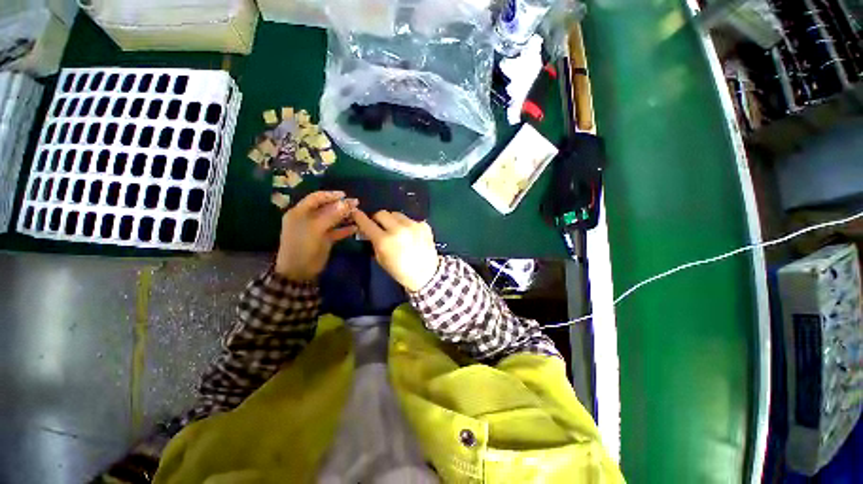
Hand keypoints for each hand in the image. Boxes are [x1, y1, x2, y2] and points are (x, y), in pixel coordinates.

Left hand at [275, 191, 358, 280]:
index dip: (330, 195)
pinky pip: (336, 231)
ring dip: (344, 216)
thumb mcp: (316, 228)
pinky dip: (345, 229)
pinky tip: (355, 228)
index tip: (345, 195)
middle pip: (326, 208)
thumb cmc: (303, 246)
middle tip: (356, 204)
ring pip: (333, 219)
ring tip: (357, 214)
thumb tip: (347, 202)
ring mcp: (317, 229)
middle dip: (340, 205)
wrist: (299, 271)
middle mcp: (308, 218)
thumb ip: (332, 215)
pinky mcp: (324, 239)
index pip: (316, 198)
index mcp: (300, 212)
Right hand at [352, 210, 439, 291]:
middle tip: (380, 225)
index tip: (356, 213)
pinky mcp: (424, 225)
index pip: (368, 223)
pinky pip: (410, 220)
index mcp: (385, 241)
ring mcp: (413, 225)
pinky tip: (411, 235)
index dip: (360, 217)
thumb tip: (369, 230)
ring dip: (393, 221)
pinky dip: (407, 226)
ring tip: (398, 231)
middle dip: (378, 219)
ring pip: (397, 214)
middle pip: (382, 213)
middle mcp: (398, 229)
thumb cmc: (400, 271)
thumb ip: (374, 242)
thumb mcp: (381, 259)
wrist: (426, 274)